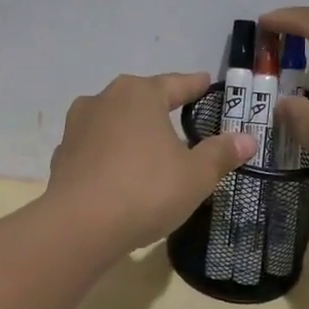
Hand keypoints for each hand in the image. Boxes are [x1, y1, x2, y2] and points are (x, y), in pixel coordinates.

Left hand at [46, 72, 255, 251]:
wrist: (79, 226)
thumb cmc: (146, 190)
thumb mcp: (195, 175)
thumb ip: (220, 154)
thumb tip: (247, 139)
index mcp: (139, 94)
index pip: (175, 84)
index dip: (194, 86)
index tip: (205, 82)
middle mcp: (104, 100)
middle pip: (140, 99)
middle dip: (160, 107)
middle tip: (180, 115)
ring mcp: (77, 127)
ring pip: (114, 123)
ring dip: (132, 132)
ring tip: (150, 147)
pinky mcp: (61, 157)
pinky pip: (96, 149)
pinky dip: (111, 156)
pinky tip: (121, 174)